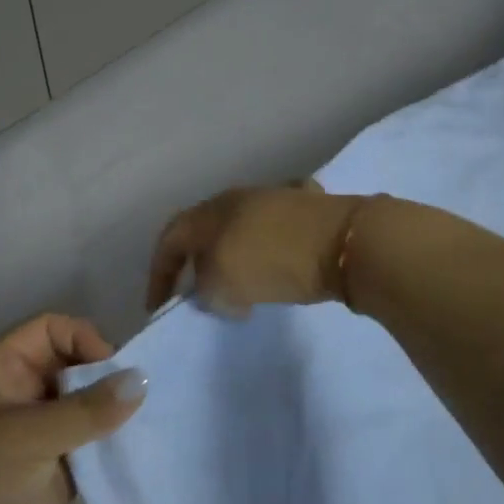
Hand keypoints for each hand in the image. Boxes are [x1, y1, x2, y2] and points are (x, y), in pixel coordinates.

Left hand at [0, 315, 146, 503]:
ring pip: (85, 405)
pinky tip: (139, 449)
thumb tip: (142, 379)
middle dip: (105, 376)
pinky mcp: (54, 470)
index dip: (83, 339)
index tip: (114, 368)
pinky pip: (90, 443)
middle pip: (73, 364)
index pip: (50, 330)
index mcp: (0, 369)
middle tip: (143, 397)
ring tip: (150, 420)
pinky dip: (112, 444)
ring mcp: (38, 433)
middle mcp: (20, 394)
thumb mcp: (26, 437)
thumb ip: (86, 409)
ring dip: (112, 411)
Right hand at [146, 185, 363, 317]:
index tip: (157, 306)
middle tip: (195, 294)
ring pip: (238, 229)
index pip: (170, 238)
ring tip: (237, 289)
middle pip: (203, 230)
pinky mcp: (308, 209)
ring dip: (230, 258)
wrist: (346, 242)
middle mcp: (238, 197)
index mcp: (211, 210)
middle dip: (194, 264)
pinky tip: (275, 269)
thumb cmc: (274, 260)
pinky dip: (265, 253)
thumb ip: (205, 289)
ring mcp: (276, 198)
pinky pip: (273, 232)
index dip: (159, 273)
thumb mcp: (224, 282)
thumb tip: (212, 291)